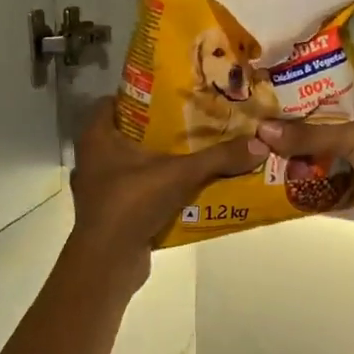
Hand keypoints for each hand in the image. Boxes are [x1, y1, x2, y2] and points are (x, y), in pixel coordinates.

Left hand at [67, 100, 258, 287]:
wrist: (108, 261)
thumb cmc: (132, 203)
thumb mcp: (180, 174)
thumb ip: (219, 158)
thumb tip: (260, 143)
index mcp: (97, 137)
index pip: (115, 101)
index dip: (143, 94)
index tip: (173, 92)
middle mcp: (93, 158)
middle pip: (128, 132)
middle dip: (160, 127)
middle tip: (194, 120)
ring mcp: (99, 188)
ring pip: (133, 163)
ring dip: (160, 158)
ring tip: (195, 151)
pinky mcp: (111, 212)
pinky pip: (137, 189)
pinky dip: (158, 186)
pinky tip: (186, 186)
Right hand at [250, 72, 353, 240]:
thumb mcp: (349, 137)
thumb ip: (307, 135)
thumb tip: (262, 131)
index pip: (349, 78)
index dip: (323, 80)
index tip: (291, 86)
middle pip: (339, 115)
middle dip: (310, 121)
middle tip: (276, 121)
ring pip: (340, 145)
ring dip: (315, 151)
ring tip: (278, 148)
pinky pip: (343, 172)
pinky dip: (324, 175)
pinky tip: (295, 175)